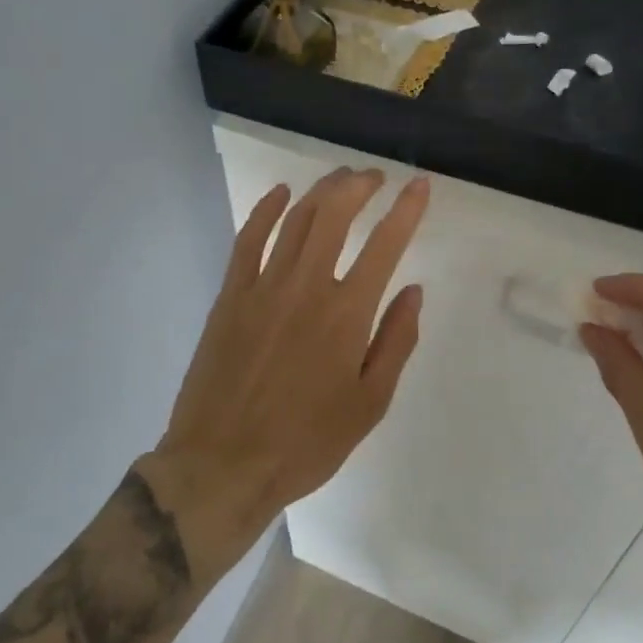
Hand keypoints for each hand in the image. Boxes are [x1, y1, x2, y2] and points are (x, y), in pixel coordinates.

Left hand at [139, 168, 428, 584]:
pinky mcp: (230, 295)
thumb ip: (395, 342)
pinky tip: (281, 194)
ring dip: (322, 190)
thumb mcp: (369, 405)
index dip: (406, 210)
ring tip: (340, 179)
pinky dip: (266, 210)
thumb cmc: (306, 442)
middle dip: (359, 186)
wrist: (223, 465)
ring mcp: (263, 287)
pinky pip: (248, 239)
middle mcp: (306, 287)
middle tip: (375, 178)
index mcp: (346, 314)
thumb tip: (413, 291)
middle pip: (335, 214)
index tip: (419, 186)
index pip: (385, 245)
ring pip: (295, 219)